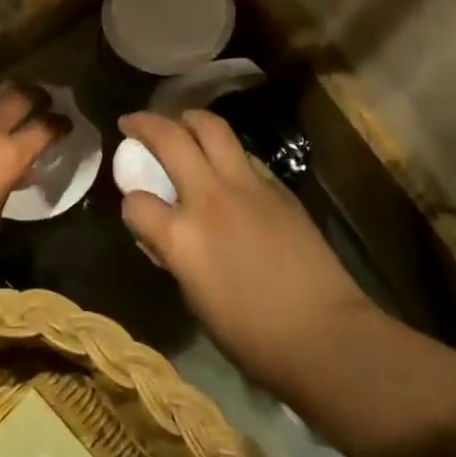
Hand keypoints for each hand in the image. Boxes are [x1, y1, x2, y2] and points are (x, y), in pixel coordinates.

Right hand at [119, 110, 376, 399]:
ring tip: (180, 123)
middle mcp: (208, 198)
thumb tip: (166, 236)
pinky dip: (225, 151)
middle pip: (169, 138)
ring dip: (188, 119)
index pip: (136, 203)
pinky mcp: (277, 187)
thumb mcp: (195, 300)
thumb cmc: (253, 337)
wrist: (325, 335)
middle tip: (132, 122)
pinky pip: (243, 154)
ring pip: (211, 127)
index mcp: (181, 237)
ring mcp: (246, 186)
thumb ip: (175, 256)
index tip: (134, 207)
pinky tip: (224, 164)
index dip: (130, 205)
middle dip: (144, 124)